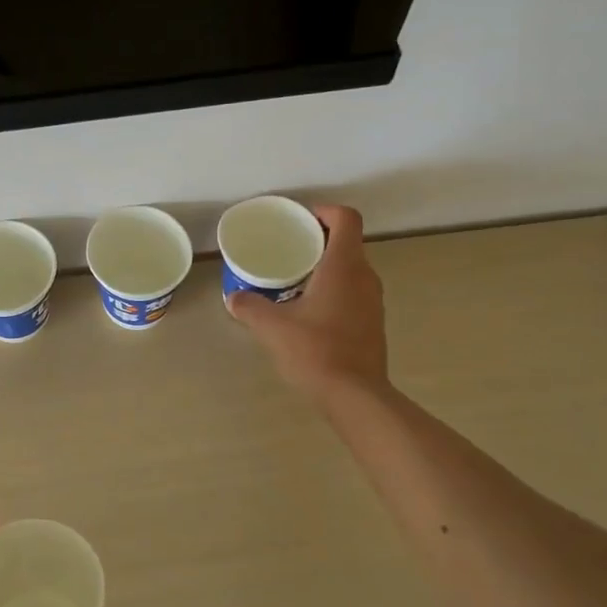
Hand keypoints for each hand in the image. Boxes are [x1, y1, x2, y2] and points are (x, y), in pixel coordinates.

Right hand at [227, 204, 389, 402]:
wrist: (355, 395)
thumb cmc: (315, 350)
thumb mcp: (272, 327)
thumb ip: (250, 307)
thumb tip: (233, 298)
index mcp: (344, 266)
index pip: (346, 219)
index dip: (325, 211)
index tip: (301, 220)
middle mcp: (365, 277)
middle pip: (348, 243)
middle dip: (320, 240)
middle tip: (290, 249)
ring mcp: (373, 301)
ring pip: (352, 270)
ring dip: (327, 268)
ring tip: (295, 280)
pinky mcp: (373, 323)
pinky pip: (354, 293)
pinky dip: (335, 291)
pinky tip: (309, 311)